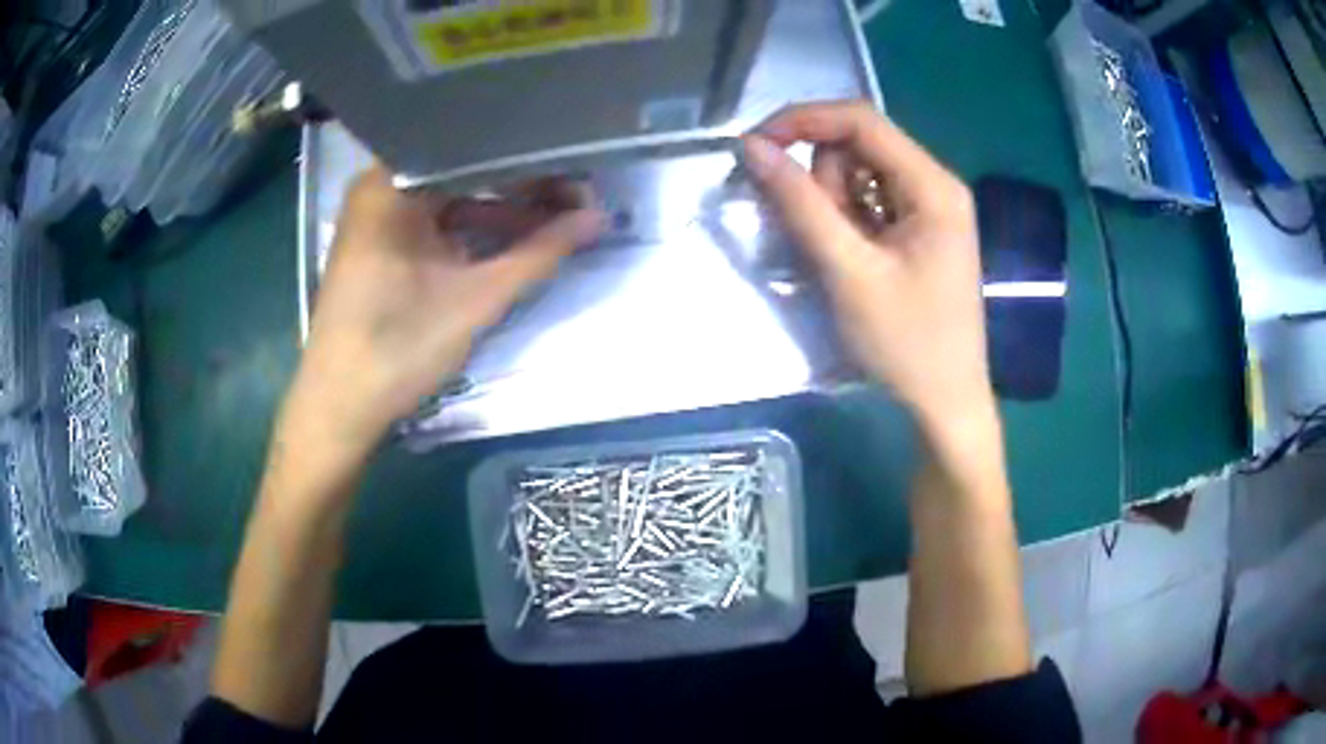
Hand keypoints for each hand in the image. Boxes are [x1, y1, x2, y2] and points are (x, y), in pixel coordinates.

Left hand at [287, 167, 604, 459]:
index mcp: (393, 181)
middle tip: (576, 195)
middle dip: (521, 185)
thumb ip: (539, 253)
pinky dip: (471, 229)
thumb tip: (598, 217)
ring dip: (500, 210)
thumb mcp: (476, 299)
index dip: (531, 160)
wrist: (339, 408)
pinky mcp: (379, 243)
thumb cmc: (397, 348)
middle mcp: (381, 184)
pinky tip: (510, 239)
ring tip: (555, 218)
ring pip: (452, 195)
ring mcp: (377, 214)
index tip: (578, 169)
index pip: (476, 148)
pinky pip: (435, 219)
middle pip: (465, 170)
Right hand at [741, 101, 991, 427]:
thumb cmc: (906, 342)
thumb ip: (800, 204)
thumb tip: (752, 148)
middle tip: (827, 240)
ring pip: (859, 175)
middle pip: (858, 146)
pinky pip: (869, 202)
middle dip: (825, 182)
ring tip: (845, 260)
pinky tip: (854, 262)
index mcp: (932, 184)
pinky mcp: (919, 229)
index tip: (755, 147)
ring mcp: (929, 206)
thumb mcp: (848, 271)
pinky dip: (847, 222)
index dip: (803, 121)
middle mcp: (935, 183)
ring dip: (834, 206)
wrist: (945, 402)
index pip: (860, 120)